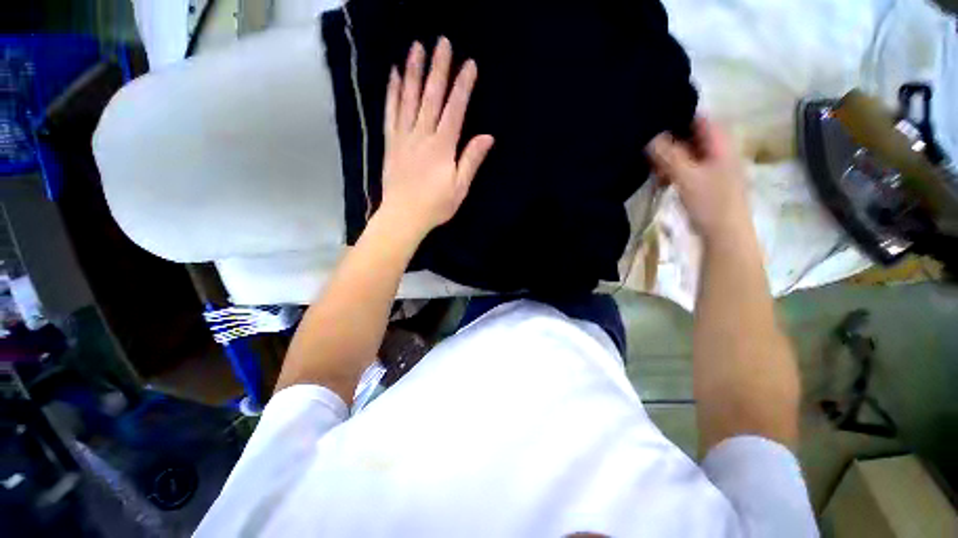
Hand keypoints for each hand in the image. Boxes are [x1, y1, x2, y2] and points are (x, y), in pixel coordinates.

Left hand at [379, 37, 494, 238]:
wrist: (400, 218)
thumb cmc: (434, 205)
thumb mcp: (459, 187)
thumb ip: (471, 159)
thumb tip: (488, 135)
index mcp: (442, 146)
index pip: (455, 109)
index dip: (462, 85)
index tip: (469, 63)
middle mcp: (421, 134)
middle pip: (430, 95)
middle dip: (437, 67)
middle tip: (441, 43)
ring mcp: (402, 135)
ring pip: (408, 98)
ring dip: (413, 71)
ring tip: (416, 48)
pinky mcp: (389, 140)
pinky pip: (390, 112)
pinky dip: (392, 92)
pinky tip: (394, 74)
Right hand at [646, 117, 751, 242]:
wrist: (730, 244)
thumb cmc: (712, 204)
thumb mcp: (684, 174)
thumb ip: (665, 151)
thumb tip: (647, 136)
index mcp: (720, 140)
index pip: (694, 113)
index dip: (672, 111)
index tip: (650, 116)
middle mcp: (721, 150)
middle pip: (691, 133)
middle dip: (669, 136)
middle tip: (646, 141)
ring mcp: (719, 168)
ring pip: (690, 152)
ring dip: (671, 157)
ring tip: (651, 164)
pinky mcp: (714, 186)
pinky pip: (692, 169)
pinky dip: (678, 171)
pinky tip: (662, 180)